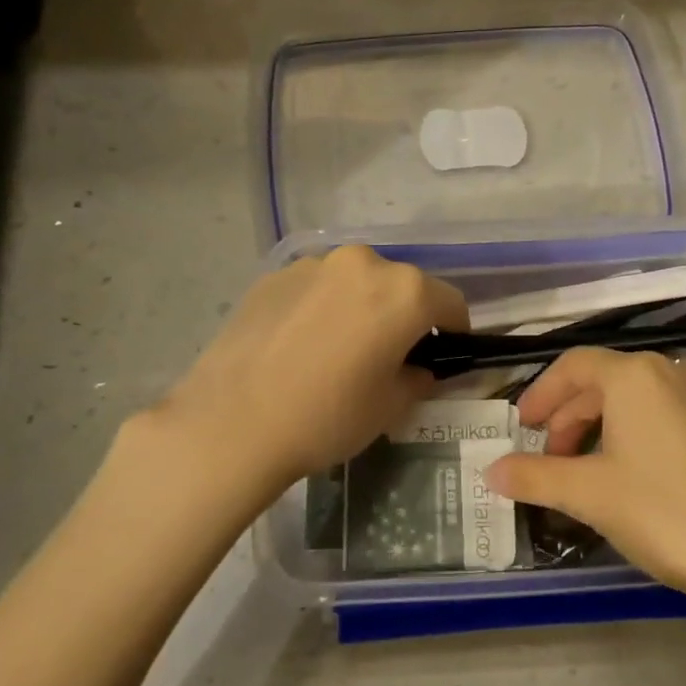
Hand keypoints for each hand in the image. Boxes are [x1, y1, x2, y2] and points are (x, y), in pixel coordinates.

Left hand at [158, 245, 467, 485]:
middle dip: (405, 316)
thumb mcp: (390, 406)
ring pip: (356, 283)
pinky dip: (322, 308)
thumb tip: (417, 367)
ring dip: (361, 307)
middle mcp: (363, 263)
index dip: (454, 332)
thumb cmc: (327, 417)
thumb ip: (418, 376)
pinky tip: (300, 346)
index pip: (450, 303)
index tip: (443, 356)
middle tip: (388, 357)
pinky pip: (317, 288)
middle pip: (402, 286)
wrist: (232, 423)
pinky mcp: (274, 275)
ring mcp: (314, 264)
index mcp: (404, 292)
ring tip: (338, 351)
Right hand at [485, 348, 685, 611]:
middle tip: (549, 460)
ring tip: (584, 472)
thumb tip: (490, 471)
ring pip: (635, 400)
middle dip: (568, 418)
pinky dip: (634, 435)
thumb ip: (533, 476)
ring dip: (599, 428)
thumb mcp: (588, 494)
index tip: (520, 428)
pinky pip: (664, 416)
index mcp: (635, 375)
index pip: (573, 366)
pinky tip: (630, 476)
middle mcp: (671, 373)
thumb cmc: (664, 511)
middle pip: (603, 381)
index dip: (540, 394)